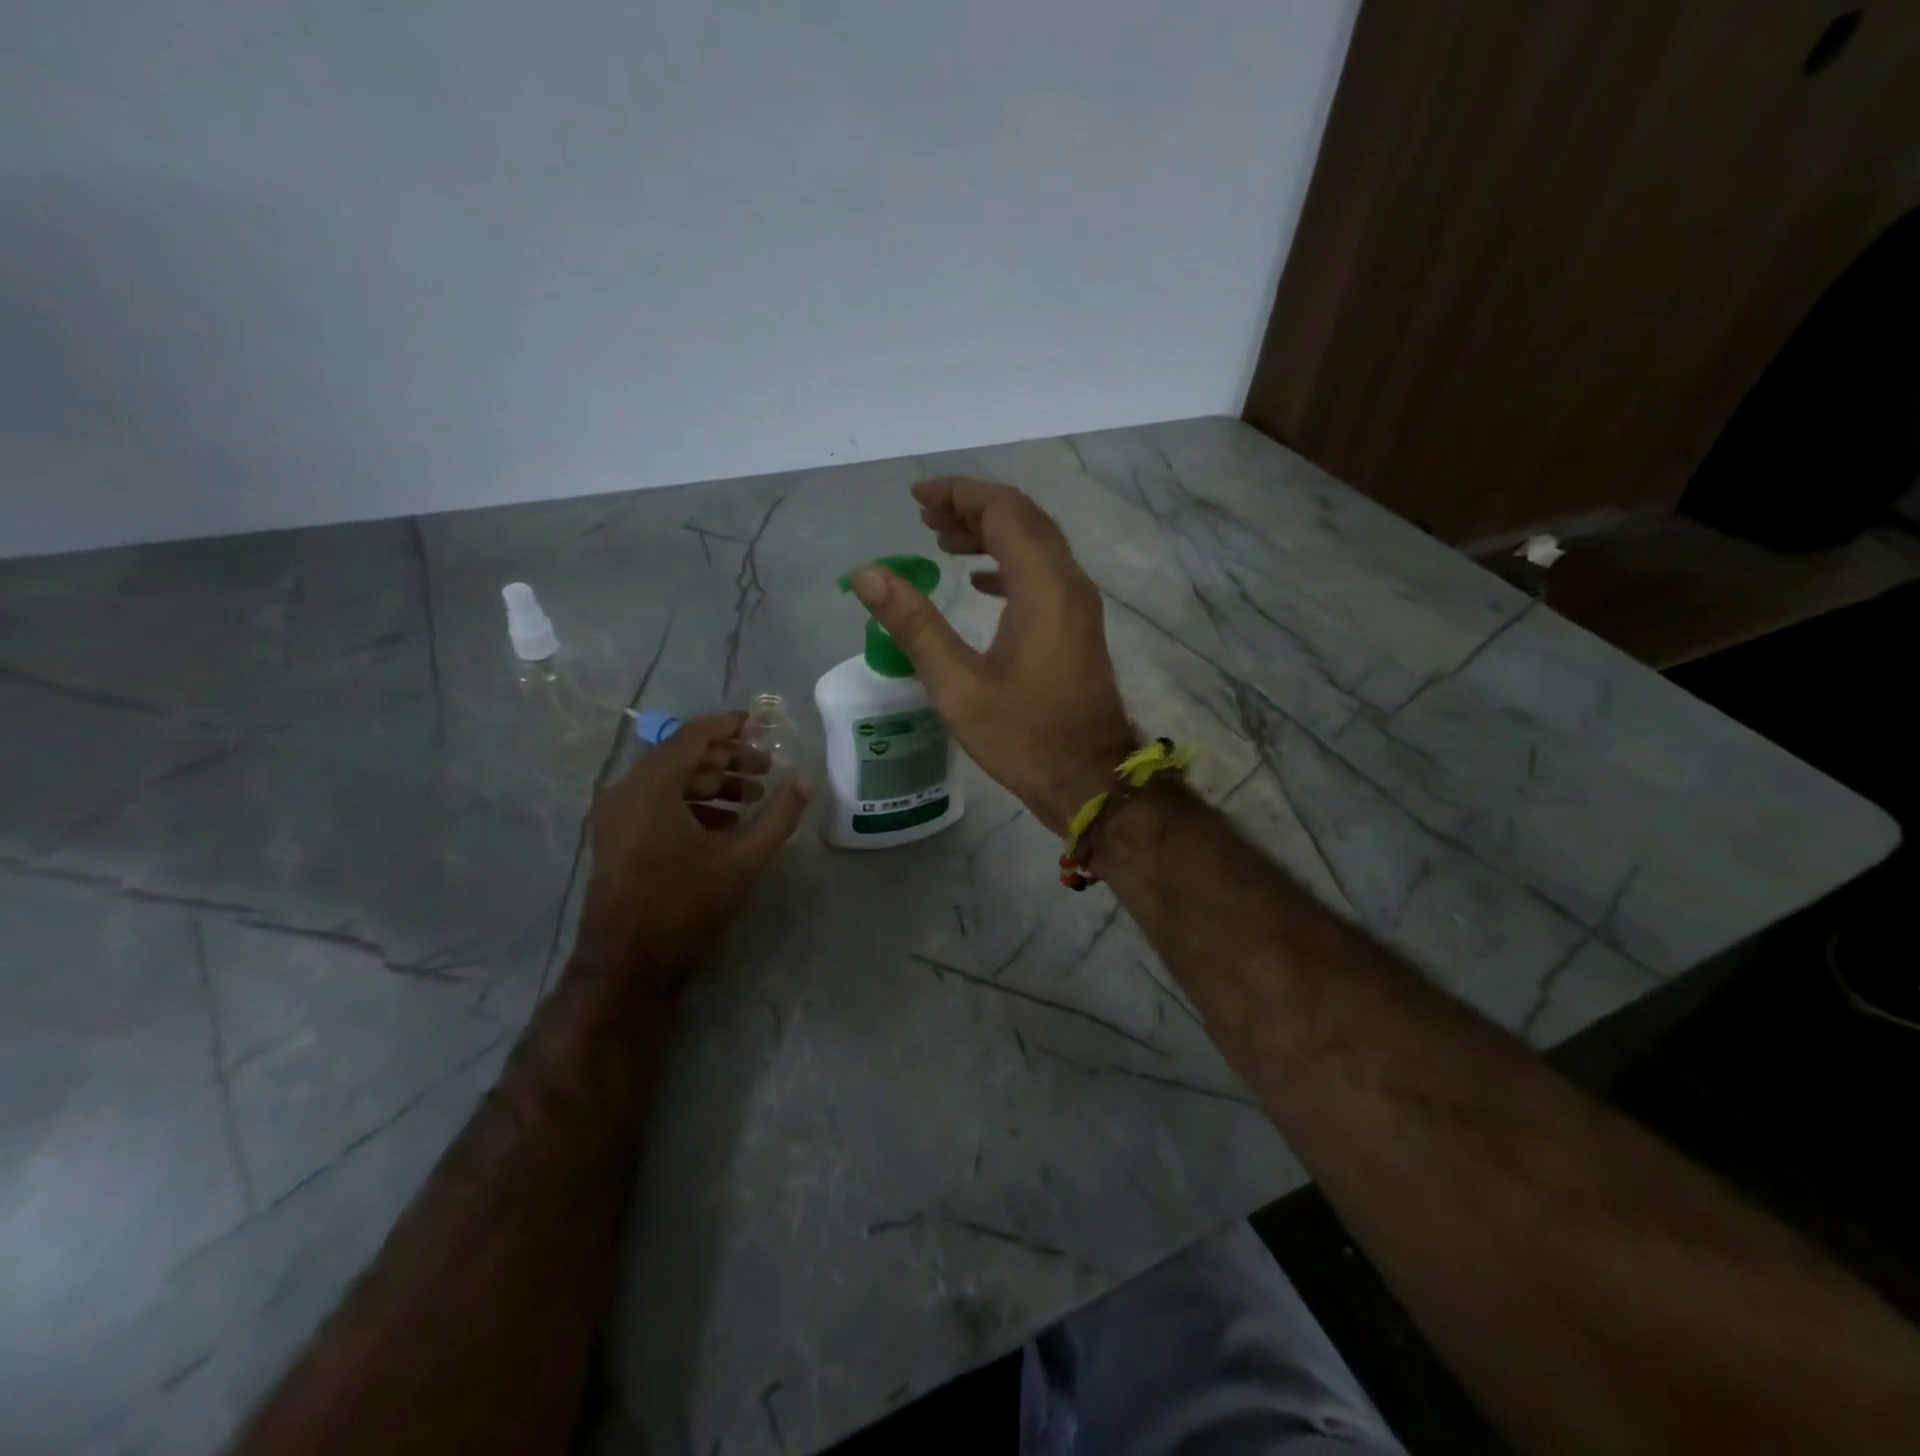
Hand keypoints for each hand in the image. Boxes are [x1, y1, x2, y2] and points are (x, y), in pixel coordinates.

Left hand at [575, 712, 808, 994]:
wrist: (627, 966)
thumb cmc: (685, 907)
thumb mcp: (743, 861)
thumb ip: (778, 816)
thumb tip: (807, 780)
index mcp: (652, 786)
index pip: (694, 736)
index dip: (730, 725)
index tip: (763, 724)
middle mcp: (626, 791)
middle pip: (682, 755)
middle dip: (727, 758)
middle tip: (766, 768)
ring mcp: (615, 815)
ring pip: (669, 780)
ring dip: (711, 782)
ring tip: (751, 797)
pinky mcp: (615, 837)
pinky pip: (656, 802)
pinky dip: (690, 803)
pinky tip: (724, 824)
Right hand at [850, 478, 1135, 833]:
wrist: (1089, 780)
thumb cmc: (1023, 737)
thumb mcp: (957, 686)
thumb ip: (914, 624)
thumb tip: (867, 574)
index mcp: (1043, 588)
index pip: (1003, 511)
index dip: (959, 494)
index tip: (916, 499)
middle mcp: (1069, 583)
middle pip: (1023, 518)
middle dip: (972, 507)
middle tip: (924, 517)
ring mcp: (1079, 605)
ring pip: (1036, 544)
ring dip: (991, 533)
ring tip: (942, 541)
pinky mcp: (1078, 626)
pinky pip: (1044, 573)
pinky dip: (1009, 563)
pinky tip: (979, 580)